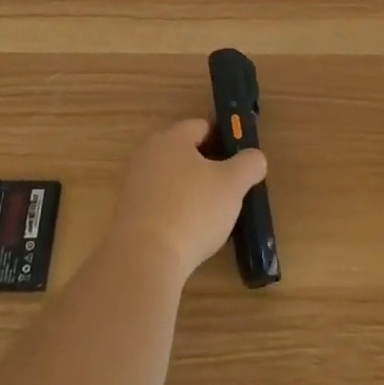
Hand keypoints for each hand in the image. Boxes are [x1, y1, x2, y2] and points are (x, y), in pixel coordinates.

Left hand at [106, 119, 266, 278]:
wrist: (145, 259)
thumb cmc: (193, 210)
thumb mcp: (233, 184)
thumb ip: (249, 163)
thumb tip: (254, 158)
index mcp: (171, 139)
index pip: (202, 126)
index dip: (225, 138)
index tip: (241, 158)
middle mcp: (147, 155)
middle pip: (186, 152)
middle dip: (210, 166)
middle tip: (231, 187)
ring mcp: (135, 185)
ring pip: (173, 178)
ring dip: (193, 190)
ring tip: (214, 213)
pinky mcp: (129, 214)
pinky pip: (161, 202)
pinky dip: (177, 210)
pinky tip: (191, 230)